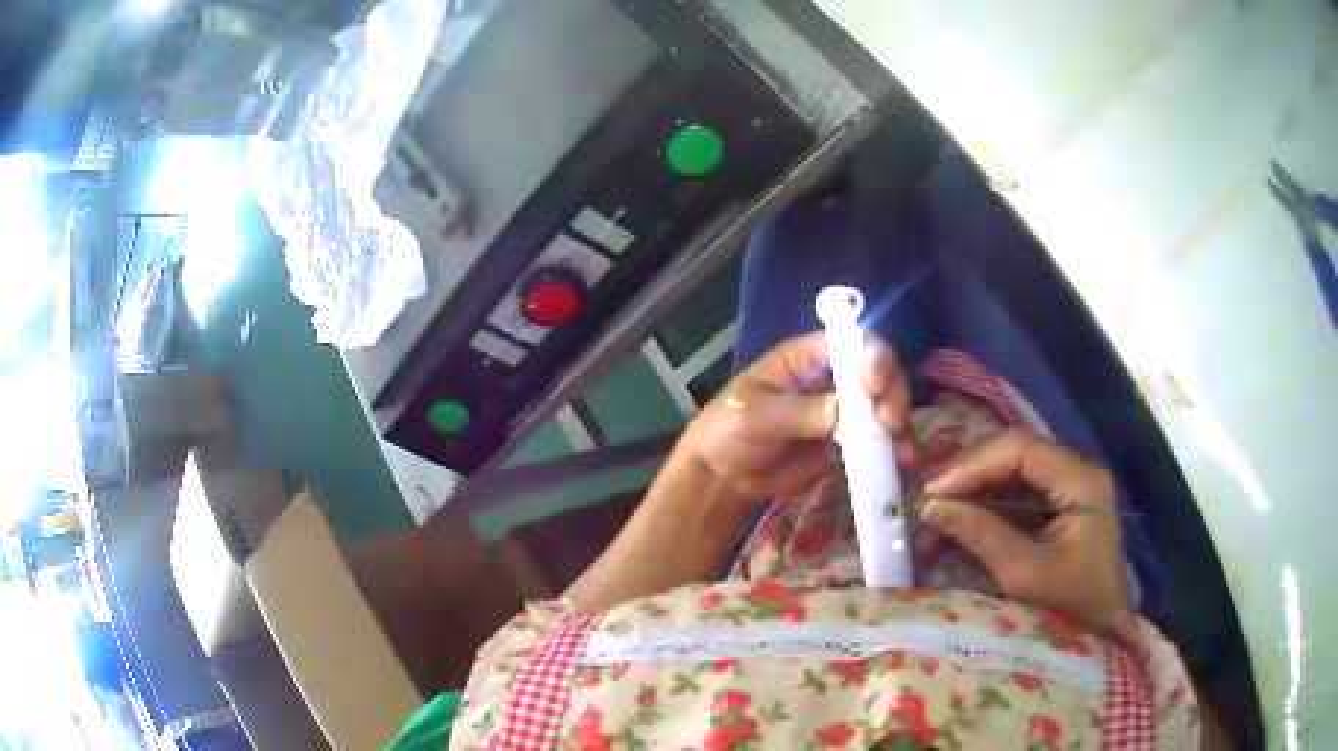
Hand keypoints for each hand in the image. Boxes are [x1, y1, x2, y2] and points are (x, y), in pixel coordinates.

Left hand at [683, 330, 912, 503]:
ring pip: (881, 406)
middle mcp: (831, 379)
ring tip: (899, 447)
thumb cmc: (726, 430)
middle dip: (890, 391)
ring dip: (896, 421)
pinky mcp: (844, 446)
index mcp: (805, 358)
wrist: (720, 478)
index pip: (850, 342)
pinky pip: (874, 443)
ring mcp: (841, 413)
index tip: (873, 384)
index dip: (870, 356)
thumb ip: (797, 413)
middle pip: (876, 372)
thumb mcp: (754, 417)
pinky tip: (901, 461)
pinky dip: (890, 450)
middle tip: (888, 421)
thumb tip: (841, 411)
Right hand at [921, 429, 1133, 635]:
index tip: (934, 492)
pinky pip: (1017, 492)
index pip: (1021, 450)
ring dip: (975, 489)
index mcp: (1081, 481)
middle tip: (929, 499)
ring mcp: (1070, 487)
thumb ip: (981, 534)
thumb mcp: (1024, 574)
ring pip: (1013, 470)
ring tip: (938, 512)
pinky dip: (987, 504)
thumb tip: (931, 506)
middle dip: (971, 474)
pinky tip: (960, 520)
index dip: (974, 465)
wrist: (1102, 633)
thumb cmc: (1070, 608)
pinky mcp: (1060, 505)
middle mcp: (1078, 472)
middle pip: (1016, 453)